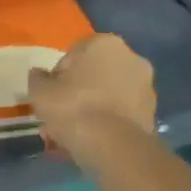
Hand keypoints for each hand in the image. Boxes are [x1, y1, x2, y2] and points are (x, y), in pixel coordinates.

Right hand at [27, 34, 155, 165]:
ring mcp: (145, 87)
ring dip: (91, 111)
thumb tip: (41, 75)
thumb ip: (38, 78)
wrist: (114, 147)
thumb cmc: (74, 107)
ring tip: (71, 137)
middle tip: (60, 117)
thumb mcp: (40, 91)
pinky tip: (90, 143)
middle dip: (77, 94)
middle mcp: (131, 58)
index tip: (51, 96)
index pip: (73, 55)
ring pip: (107, 97)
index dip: (58, 77)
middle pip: (93, 76)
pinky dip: (106, 125)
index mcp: (105, 43)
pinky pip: (120, 115)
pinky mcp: (152, 114)